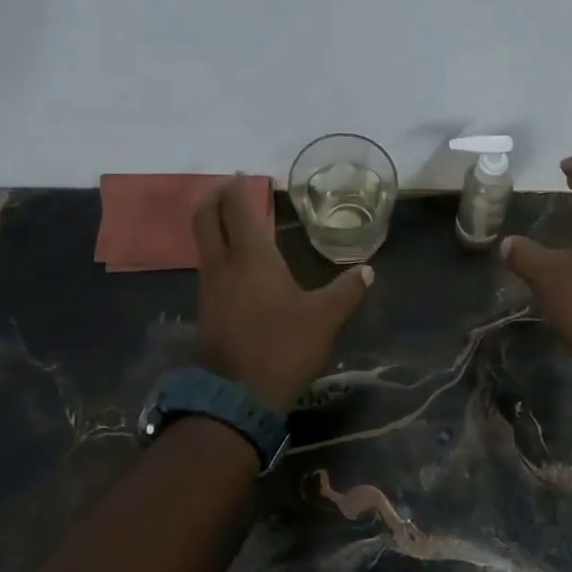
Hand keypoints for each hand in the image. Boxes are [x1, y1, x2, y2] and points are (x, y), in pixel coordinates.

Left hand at [192, 176, 372, 409]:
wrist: (237, 396)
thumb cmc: (283, 346)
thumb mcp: (325, 319)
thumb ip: (346, 291)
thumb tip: (367, 270)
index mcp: (251, 256)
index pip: (237, 207)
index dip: (239, 188)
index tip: (245, 175)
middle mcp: (222, 264)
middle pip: (205, 218)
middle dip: (215, 198)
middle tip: (231, 191)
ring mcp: (209, 287)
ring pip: (204, 244)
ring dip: (215, 227)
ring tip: (238, 225)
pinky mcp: (206, 310)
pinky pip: (209, 268)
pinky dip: (219, 255)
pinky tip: (239, 267)